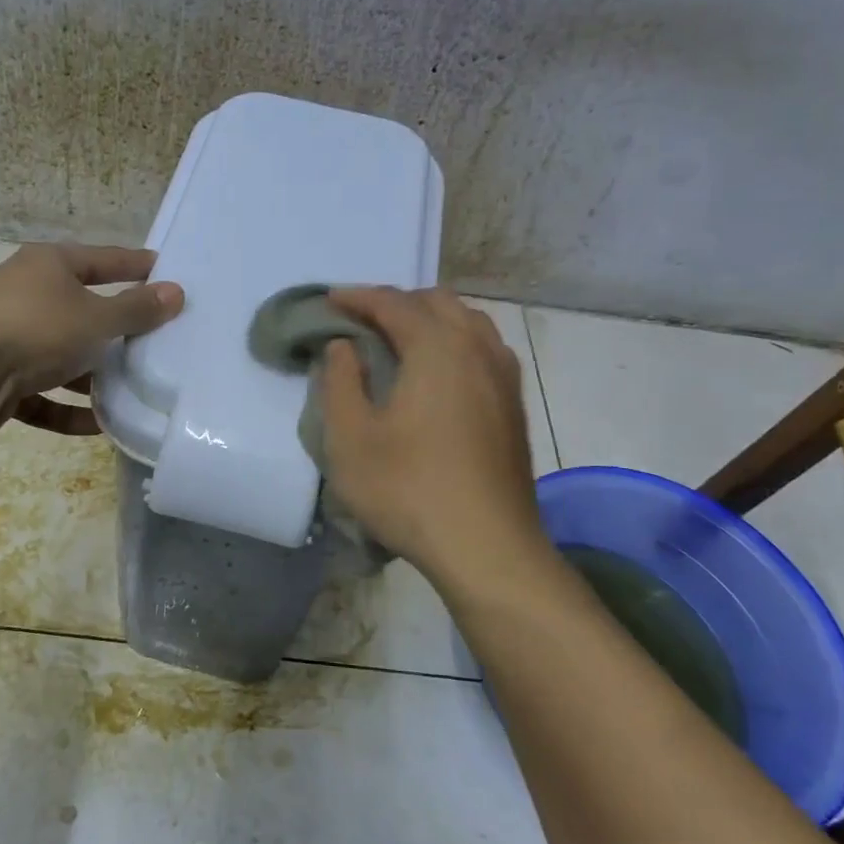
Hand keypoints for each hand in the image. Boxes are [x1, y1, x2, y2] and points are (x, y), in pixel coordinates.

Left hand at [0, 244, 183, 434]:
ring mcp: (8, 338)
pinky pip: (41, 394)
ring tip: (131, 391)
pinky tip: (97, 425)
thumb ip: (137, 309)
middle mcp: (26, 295)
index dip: (135, 265)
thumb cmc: (35, 328)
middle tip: (155, 343)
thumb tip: (176, 292)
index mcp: (49, 266)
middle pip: (81, 310)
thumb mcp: (96, 318)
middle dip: (116, 331)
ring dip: (92, 376)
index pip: (103, 260)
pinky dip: (67, 408)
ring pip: (61, 356)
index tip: (164, 270)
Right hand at [319, 287, 551, 588]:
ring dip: (430, 319)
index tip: (329, 299)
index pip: (393, 304)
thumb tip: (343, 346)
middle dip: (396, 302)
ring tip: (400, 339)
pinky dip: (455, 342)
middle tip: (361, 320)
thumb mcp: (350, 438)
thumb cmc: (408, 489)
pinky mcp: (515, 406)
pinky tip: (440, 371)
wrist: (486, 547)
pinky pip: (485, 349)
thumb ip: (340, 382)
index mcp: (437, 348)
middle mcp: (477, 349)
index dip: (357, 297)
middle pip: (437, 302)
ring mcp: (504, 377)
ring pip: (468, 322)